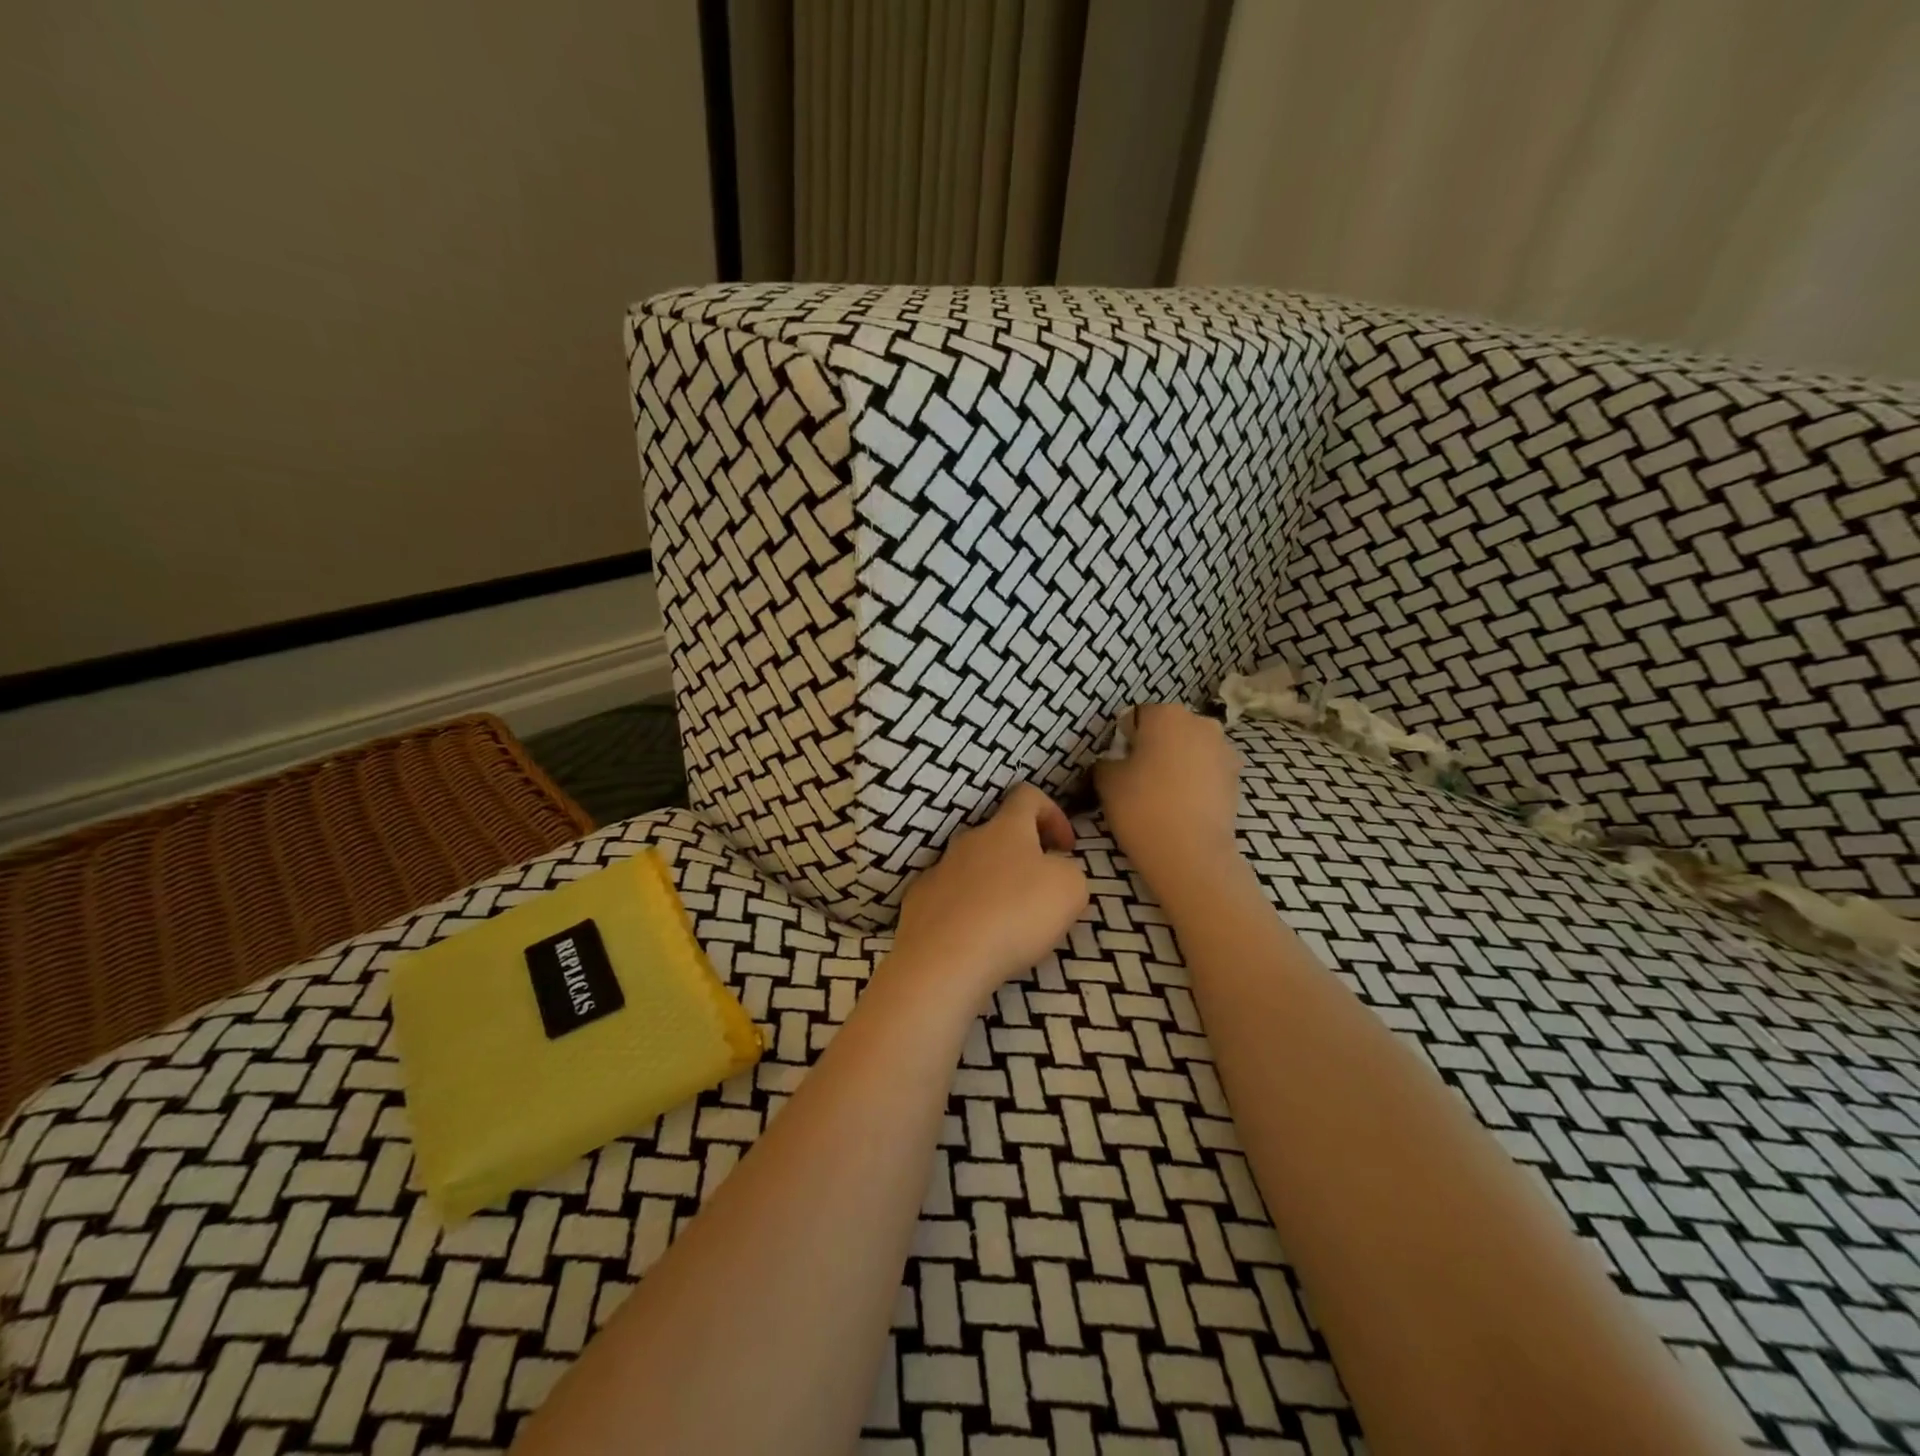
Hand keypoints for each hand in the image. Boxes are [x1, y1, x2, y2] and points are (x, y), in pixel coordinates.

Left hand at [893, 785, 1089, 997]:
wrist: (945, 958)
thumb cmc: (1015, 914)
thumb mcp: (1070, 889)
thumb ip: (1069, 871)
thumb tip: (1055, 872)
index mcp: (1006, 828)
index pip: (1027, 795)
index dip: (1052, 813)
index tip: (1066, 848)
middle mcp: (968, 841)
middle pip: (999, 835)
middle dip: (1023, 858)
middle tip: (1041, 893)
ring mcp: (938, 870)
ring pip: (973, 868)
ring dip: (994, 886)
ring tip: (1010, 923)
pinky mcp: (919, 901)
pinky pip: (949, 897)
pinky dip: (967, 911)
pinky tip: (976, 939)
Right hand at [1095, 704, 1243, 883]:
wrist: (1191, 853)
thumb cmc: (1142, 807)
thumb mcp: (1106, 780)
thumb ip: (1106, 761)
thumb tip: (1113, 762)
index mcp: (1166, 714)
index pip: (1135, 718)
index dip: (1123, 741)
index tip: (1118, 765)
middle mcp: (1200, 722)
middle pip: (1167, 729)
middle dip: (1154, 747)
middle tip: (1138, 779)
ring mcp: (1224, 750)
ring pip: (1190, 749)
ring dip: (1177, 763)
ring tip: (1163, 795)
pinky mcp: (1236, 778)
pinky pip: (1207, 771)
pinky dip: (1194, 781)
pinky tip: (1183, 806)